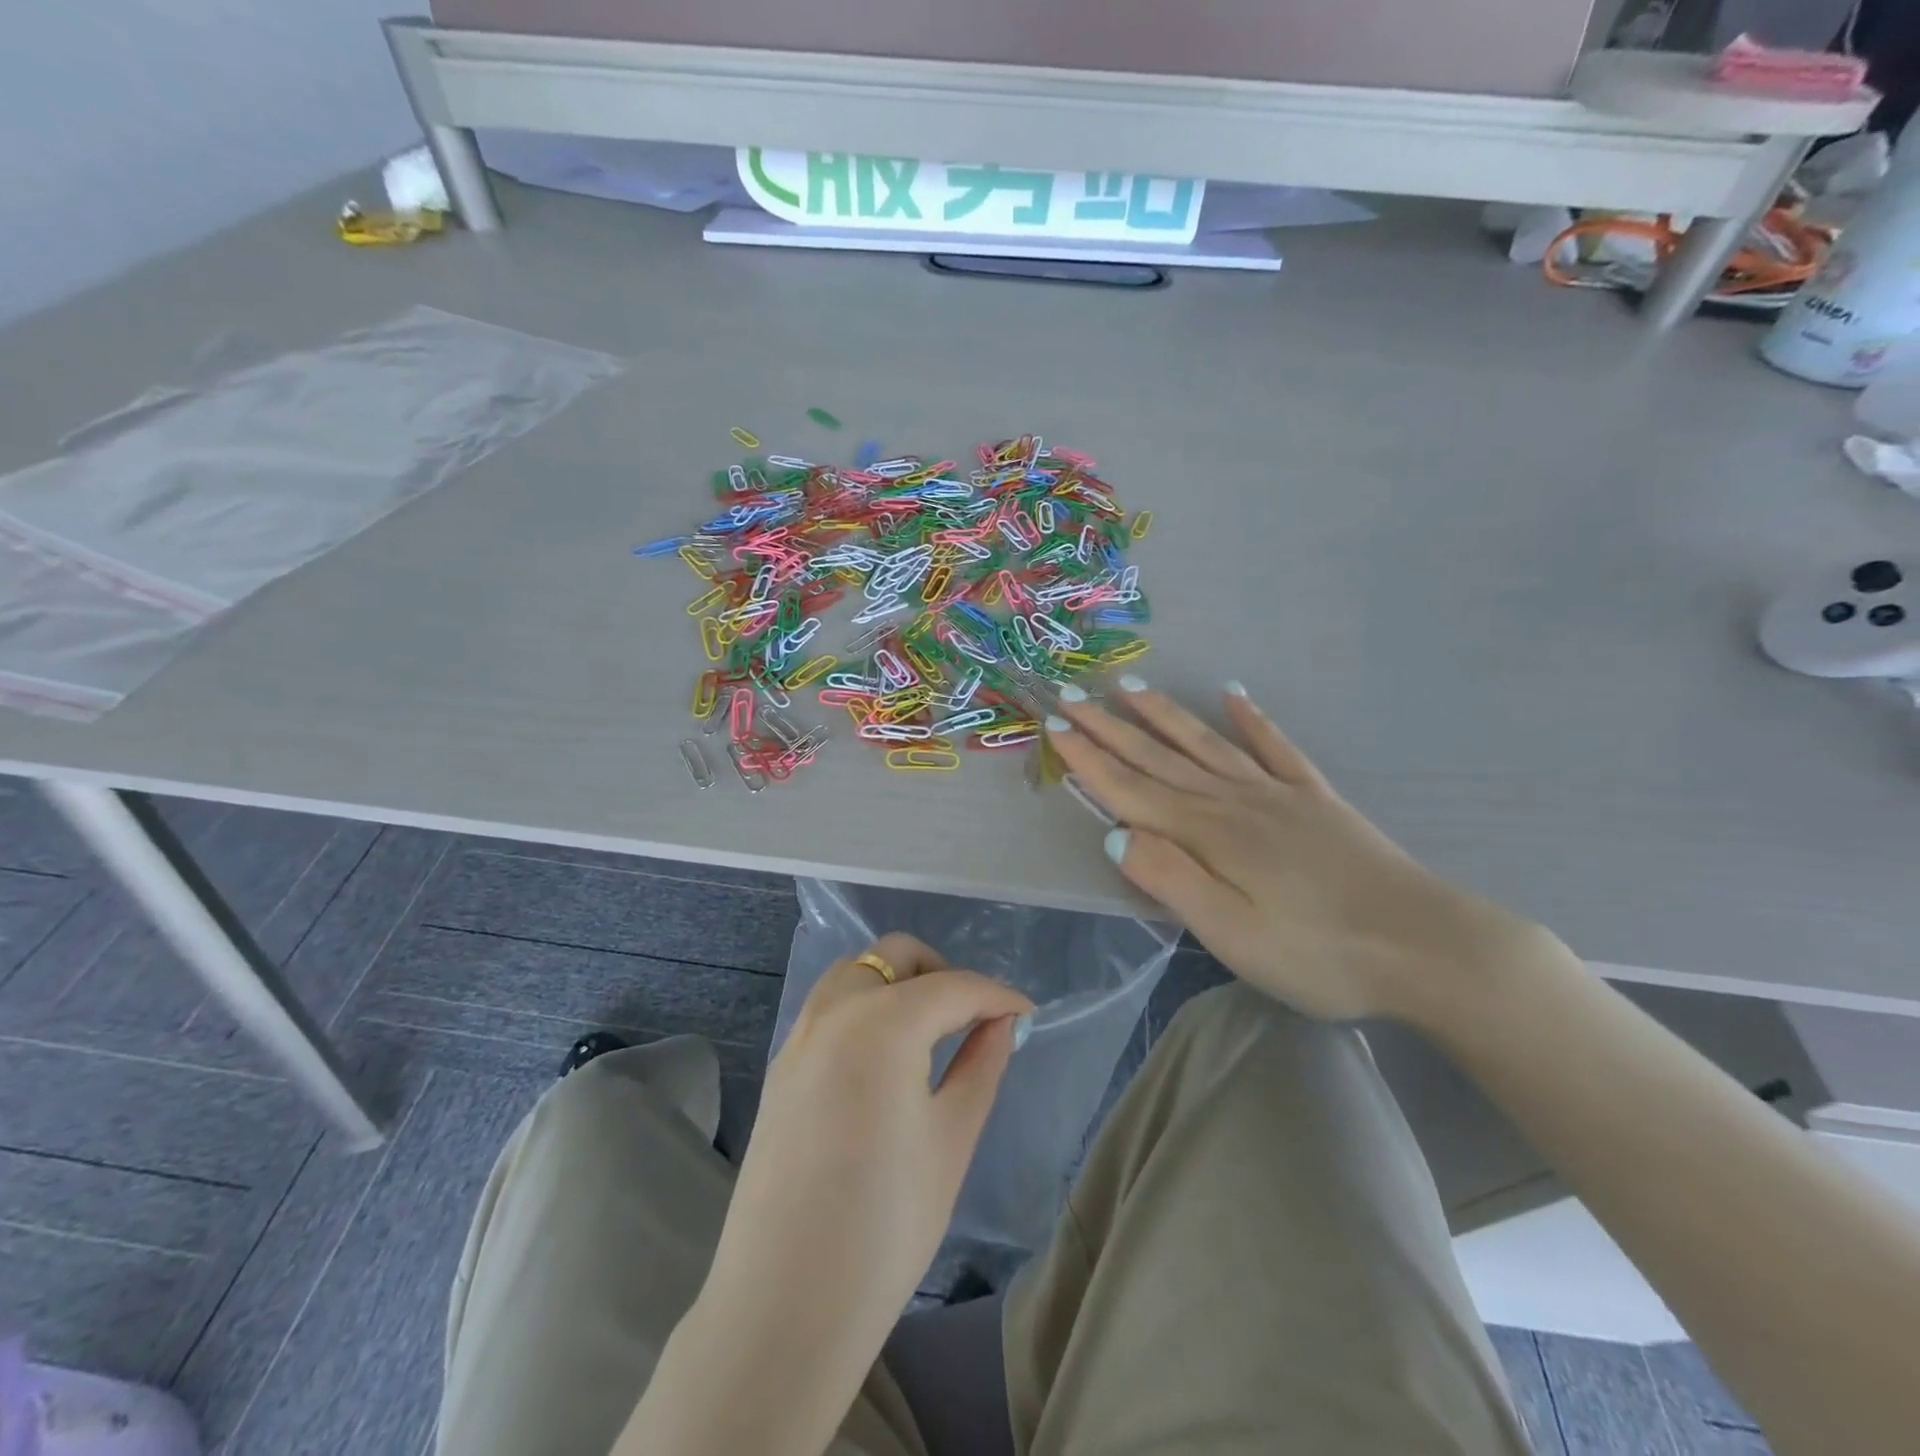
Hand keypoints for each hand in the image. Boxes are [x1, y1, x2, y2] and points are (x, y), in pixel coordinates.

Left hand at [678, 934, 1031, 1449]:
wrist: (784, 1305)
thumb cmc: (885, 1225)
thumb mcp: (952, 1139)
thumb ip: (982, 1064)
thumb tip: (1002, 1022)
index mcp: (882, 1022)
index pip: (954, 986)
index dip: (997, 995)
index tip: (1027, 1014)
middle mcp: (834, 1010)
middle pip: (896, 955)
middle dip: (943, 973)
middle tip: (974, 1018)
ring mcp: (799, 1035)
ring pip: (857, 972)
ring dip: (899, 983)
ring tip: (931, 1033)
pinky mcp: (780, 1065)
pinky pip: (830, 1007)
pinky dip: (866, 1007)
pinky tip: (885, 1057)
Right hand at [1046, 682, 1543, 1022]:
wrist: (1427, 947)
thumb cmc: (1319, 953)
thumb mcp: (1231, 935)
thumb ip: (1170, 879)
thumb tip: (1113, 834)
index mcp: (1207, 833)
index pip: (1130, 789)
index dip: (1088, 759)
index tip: (1053, 727)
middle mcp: (1233, 800)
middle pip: (1158, 757)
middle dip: (1109, 727)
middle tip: (1071, 694)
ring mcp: (1277, 794)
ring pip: (1205, 743)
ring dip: (1164, 715)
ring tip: (1131, 686)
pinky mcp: (1315, 799)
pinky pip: (1275, 747)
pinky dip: (1252, 719)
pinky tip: (1234, 694)